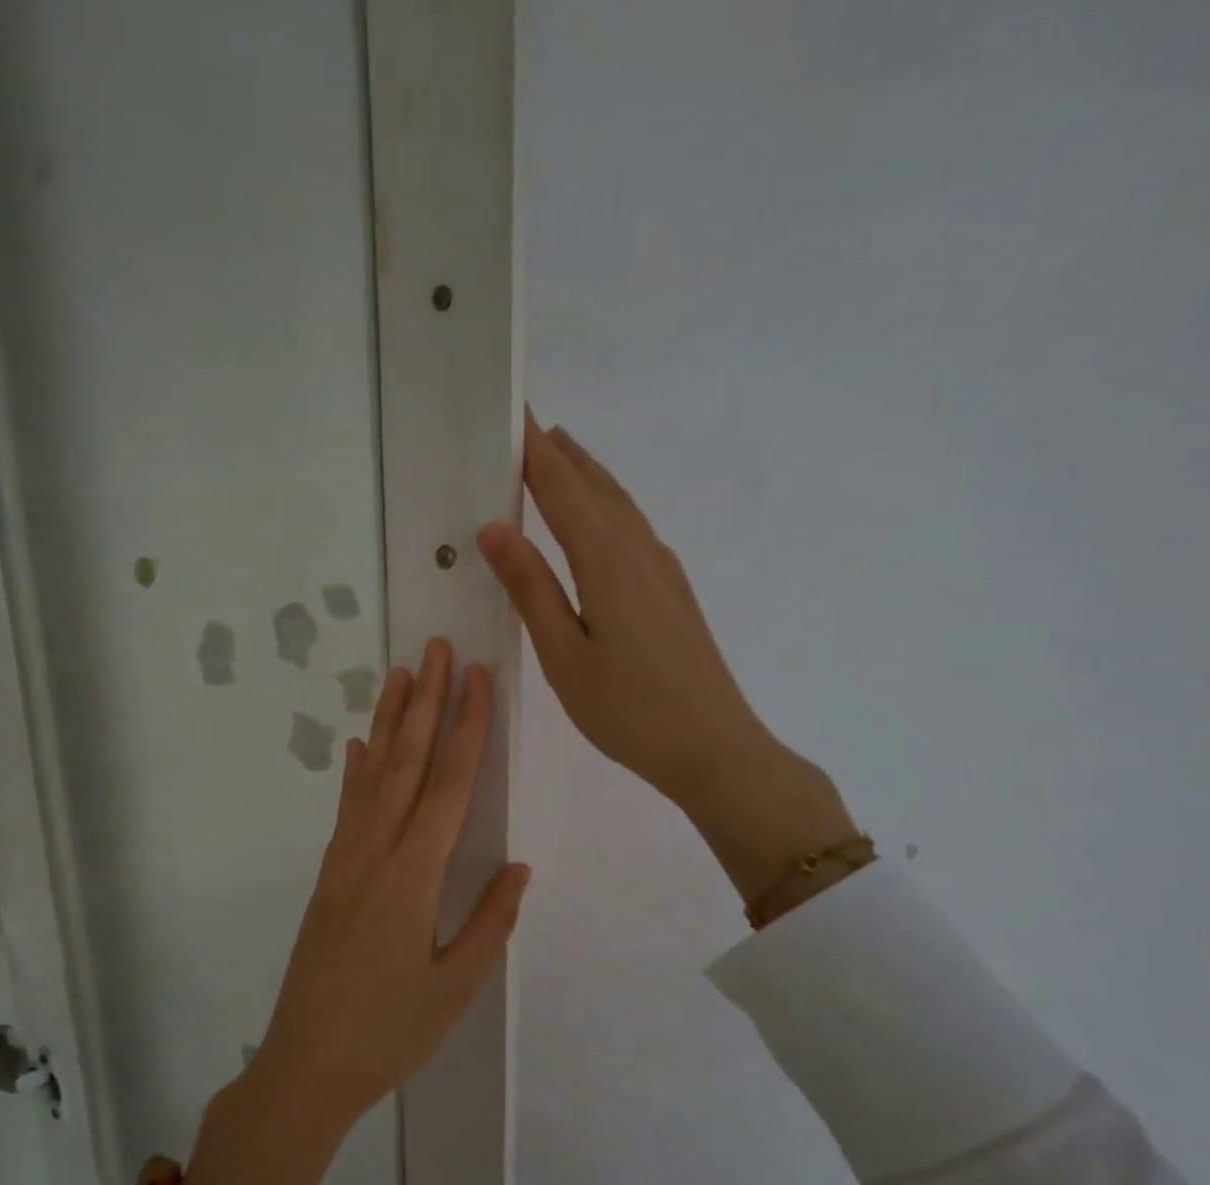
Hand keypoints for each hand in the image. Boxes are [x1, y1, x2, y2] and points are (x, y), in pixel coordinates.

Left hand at [244, 638, 530, 1130]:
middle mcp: (375, 852)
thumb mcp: (456, 986)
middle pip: (407, 762)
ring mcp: (345, 860)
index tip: (478, 678)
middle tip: (438, 648)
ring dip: (389, 722)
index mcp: (413, 875)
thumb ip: (490, 922)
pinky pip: (347, 808)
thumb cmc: (390, 1033)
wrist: (305, 1066)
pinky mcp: (329, 875)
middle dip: (426, 702)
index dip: (467, 728)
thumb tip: (517, 866)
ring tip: (401, 674)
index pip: (449, 785)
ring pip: (372, 775)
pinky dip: (356, 771)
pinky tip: (359, 746)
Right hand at [478, 412, 856, 906]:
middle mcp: (639, 551)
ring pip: (619, 505)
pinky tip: (598, 521)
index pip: (561, 488)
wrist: (715, 748)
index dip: (534, 448)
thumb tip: (495, 527)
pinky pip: (633, 529)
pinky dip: (606, 507)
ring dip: (587, 476)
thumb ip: (531, 588)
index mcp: (607, 562)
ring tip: (558, 457)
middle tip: (527, 426)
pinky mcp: (673, 592)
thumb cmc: (629, 710)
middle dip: (560, 453)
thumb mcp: (565, 656)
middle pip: (595, 486)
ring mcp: (663, 570)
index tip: (511, 410)